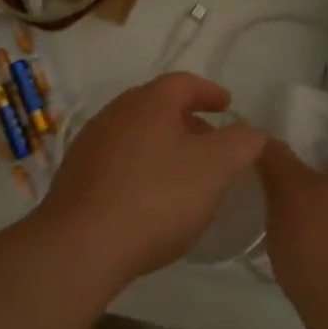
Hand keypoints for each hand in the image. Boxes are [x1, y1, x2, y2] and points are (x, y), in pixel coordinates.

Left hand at [40, 73, 268, 285]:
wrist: (80, 245)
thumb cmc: (156, 198)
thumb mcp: (215, 169)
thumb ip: (241, 143)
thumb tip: (252, 131)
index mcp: (150, 101)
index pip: (185, 82)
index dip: (210, 92)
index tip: (228, 106)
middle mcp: (116, 112)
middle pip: (158, 106)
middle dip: (188, 120)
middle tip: (211, 143)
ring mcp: (91, 143)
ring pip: (136, 133)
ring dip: (162, 145)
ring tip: (183, 173)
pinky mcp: (75, 176)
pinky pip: (117, 161)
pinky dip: (140, 168)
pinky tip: (149, 198)